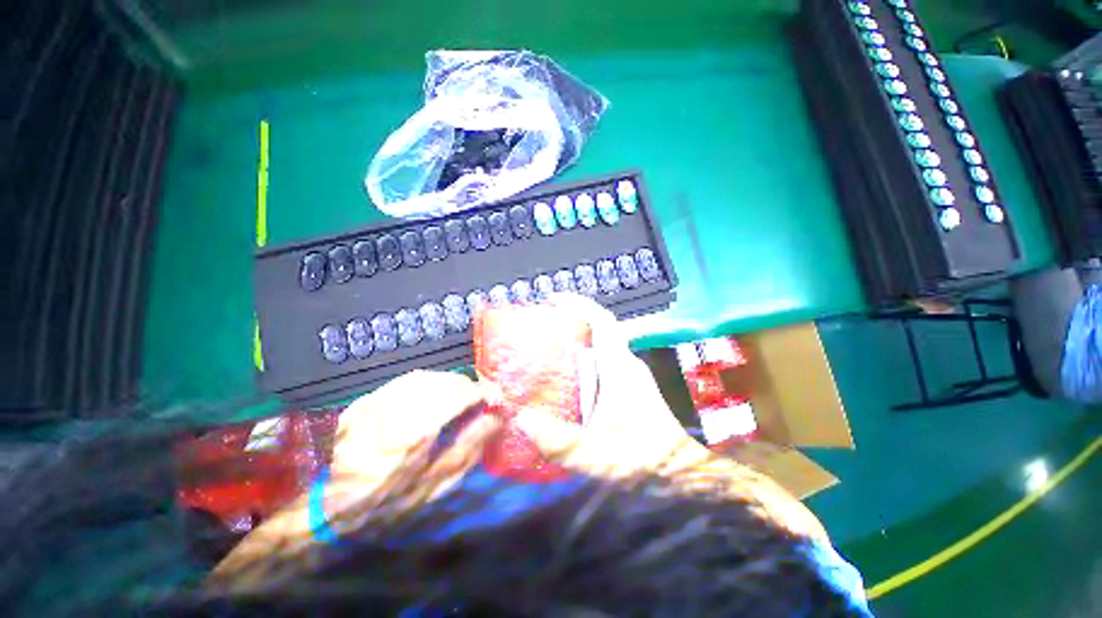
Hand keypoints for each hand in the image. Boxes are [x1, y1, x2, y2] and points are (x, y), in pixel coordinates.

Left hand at [210, 370, 499, 585]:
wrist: (326, 512)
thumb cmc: (388, 505)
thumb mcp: (436, 486)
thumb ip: (470, 447)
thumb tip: (497, 417)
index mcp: (412, 434)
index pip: (459, 394)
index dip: (482, 392)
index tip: (496, 398)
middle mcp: (392, 410)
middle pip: (443, 381)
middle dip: (468, 385)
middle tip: (480, 398)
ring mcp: (373, 403)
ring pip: (425, 376)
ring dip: (449, 382)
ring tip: (460, 396)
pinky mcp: (362, 402)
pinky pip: (404, 381)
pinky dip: (428, 383)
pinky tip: (433, 395)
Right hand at [517, 294, 828, 541]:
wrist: (681, 474)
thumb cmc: (642, 459)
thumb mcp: (594, 454)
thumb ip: (557, 441)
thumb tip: (521, 420)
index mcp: (619, 368)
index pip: (603, 322)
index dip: (580, 305)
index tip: (554, 299)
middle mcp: (626, 364)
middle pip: (598, 332)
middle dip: (572, 324)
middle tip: (541, 328)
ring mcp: (630, 376)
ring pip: (600, 349)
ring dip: (576, 345)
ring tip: (546, 352)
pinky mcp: (630, 389)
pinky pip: (603, 365)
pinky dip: (583, 364)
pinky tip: (566, 382)